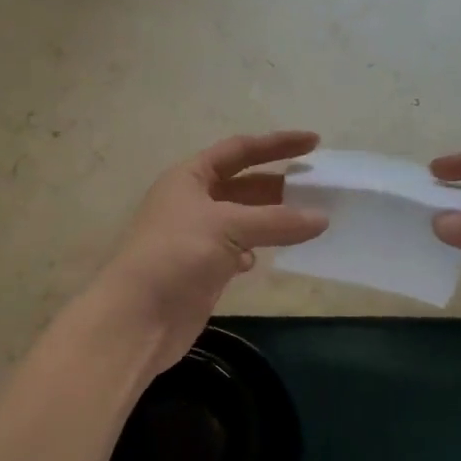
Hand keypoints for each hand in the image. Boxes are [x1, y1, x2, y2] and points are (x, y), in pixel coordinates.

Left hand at [96, 132, 328, 375]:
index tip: (315, 142)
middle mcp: (192, 201)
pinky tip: (268, 256)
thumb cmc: (177, 255)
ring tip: (309, 219)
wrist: (138, 318)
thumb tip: (322, 218)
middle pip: (244, 184)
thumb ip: (277, 221)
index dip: (276, 144)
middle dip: (279, 184)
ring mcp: (197, 236)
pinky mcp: (203, 269)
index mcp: (190, 177)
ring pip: (244, 219)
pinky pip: (238, 249)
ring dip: (272, 218)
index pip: (239, 150)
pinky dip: (256, 249)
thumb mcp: (228, 227)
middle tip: (319, 187)